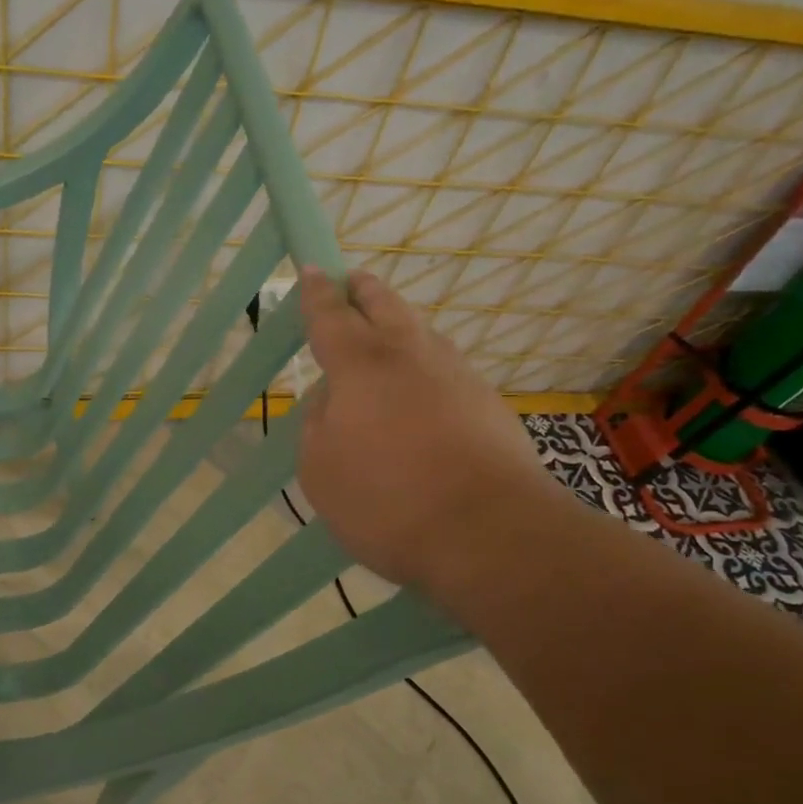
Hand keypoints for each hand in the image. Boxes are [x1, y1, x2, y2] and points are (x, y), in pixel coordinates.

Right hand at [297, 266, 559, 592]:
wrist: (490, 533)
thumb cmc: (387, 500)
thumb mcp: (321, 468)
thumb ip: (318, 422)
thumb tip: (334, 398)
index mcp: (361, 365)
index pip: (332, 316)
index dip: (318, 294)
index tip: (313, 270)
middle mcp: (411, 356)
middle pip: (386, 306)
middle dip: (365, 291)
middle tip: (353, 282)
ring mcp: (457, 376)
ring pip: (422, 333)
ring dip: (400, 322)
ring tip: (387, 327)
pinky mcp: (488, 404)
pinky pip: (446, 367)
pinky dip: (426, 362)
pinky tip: (422, 385)